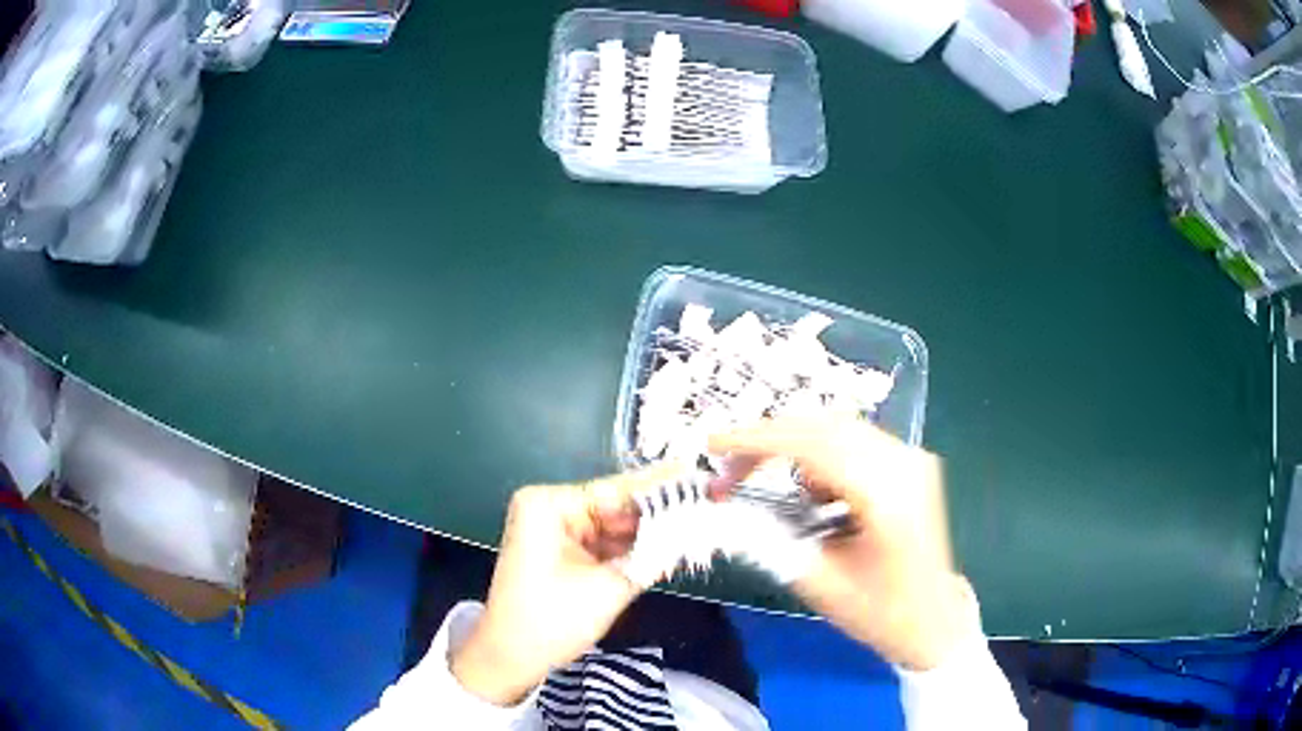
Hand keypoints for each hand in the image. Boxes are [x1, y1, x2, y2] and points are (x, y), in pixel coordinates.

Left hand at [450, 465, 682, 704]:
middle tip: (706, 506)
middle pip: (616, 507)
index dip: (661, 487)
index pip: (616, 490)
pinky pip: (603, 544)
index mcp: (548, 505)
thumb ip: (652, 557)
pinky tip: (669, 547)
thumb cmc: (550, 620)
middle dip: (658, 514)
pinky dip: (631, 550)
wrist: (510, 658)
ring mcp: (554, 530)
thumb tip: (692, 530)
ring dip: (649, 534)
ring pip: (613, 527)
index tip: (699, 474)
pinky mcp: (561, 551)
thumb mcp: (608, 588)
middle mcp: (549, 508)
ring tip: (697, 524)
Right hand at [710, 418, 978, 670]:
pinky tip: (808, 491)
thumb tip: (727, 507)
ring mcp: (911, 459)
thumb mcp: (819, 583)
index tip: (714, 446)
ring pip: (838, 428)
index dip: (758, 440)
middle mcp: (904, 463)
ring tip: (759, 477)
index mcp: (886, 495)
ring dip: (792, 446)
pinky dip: (819, 456)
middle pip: (825, 426)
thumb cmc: (881, 612)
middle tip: (728, 466)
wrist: (933, 621)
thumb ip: (771, 540)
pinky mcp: (909, 464)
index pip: (814, 445)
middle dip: (769, 439)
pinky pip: (854, 442)